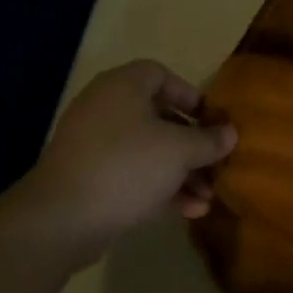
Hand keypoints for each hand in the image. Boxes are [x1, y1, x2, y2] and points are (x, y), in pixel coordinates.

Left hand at [0, 60, 237, 267]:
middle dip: (193, 144)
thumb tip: (230, 134)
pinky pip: (133, 175)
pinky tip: (188, 211)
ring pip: (149, 151)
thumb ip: (209, 140)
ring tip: (207, 197)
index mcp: (123, 87)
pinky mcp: (89, 179)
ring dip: (182, 173)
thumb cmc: (127, 166)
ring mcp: (94, 145)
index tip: (211, 121)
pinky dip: (160, 188)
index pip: (160, 74)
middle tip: (216, 164)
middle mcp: (106, 108)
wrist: (62, 218)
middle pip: (159, 118)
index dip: (190, 95)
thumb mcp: (180, 150)